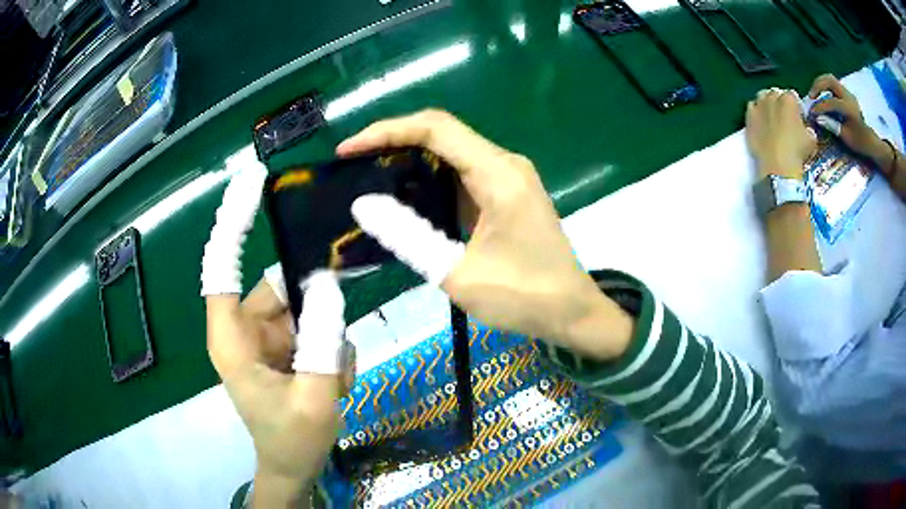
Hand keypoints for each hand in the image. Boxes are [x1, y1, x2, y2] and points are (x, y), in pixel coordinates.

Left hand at [201, 167, 352, 506]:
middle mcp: (243, 327)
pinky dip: (328, 349)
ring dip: (326, 341)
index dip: (232, 223)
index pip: (221, 268)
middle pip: (279, 286)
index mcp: (232, 338)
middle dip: (314, 311)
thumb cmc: (293, 440)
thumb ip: (322, 342)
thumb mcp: (315, 397)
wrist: (293, 466)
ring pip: (303, 308)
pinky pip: (311, 326)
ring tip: (333, 381)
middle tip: (336, 342)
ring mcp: (265, 335)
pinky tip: (331, 382)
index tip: (251, 181)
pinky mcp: (282, 344)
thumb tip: (328, 285)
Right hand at [339, 110, 633, 360]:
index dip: (386, 132)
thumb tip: (363, 204)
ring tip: (368, 176)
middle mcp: (504, 164)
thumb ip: (408, 236)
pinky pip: (462, 171)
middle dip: (393, 141)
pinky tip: (404, 194)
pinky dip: (429, 177)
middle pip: (441, 132)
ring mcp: (508, 176)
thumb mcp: (457, 274)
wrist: (572, 312)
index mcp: (498, 174)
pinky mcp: (507, 192)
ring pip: (451, 150)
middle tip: (353, 163)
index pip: (434, 129)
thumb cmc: (523, 297)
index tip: (348, 150)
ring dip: (409, 157)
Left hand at [746, 88, 816, 179]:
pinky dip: (756, 112)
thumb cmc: (798, 151)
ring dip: (767, 103)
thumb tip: (806, 130)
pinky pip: (752, 107)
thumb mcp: (811, 140)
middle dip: (781, 103)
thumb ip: (808, 129)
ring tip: (772, 117)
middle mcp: (772, 97)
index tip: (798, 117)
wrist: (778, 165)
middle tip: (784, 118)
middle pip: (776, 94)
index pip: (793, 96)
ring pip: (762, 97)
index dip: (796, 106)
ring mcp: (759, 105)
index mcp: (789, 99)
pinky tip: (761, 122)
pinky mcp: (749, 116)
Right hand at [807, 74, 889, 167]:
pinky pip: (834, 85)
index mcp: (849, 108)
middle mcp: (848, 96)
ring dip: (821, 84)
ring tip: (815, 95)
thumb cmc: (860, 142)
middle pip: (829, 80)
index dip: (820, 106)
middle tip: (811, 96)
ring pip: (830, 79)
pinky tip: (824, 97)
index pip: (830, 102)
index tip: (811, 112)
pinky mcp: (847, 94)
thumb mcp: (846, 137)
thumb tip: (818, 118)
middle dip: (818, 85)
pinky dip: (826, 88)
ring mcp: (847, 93)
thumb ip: (832, 125)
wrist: (871, 141)